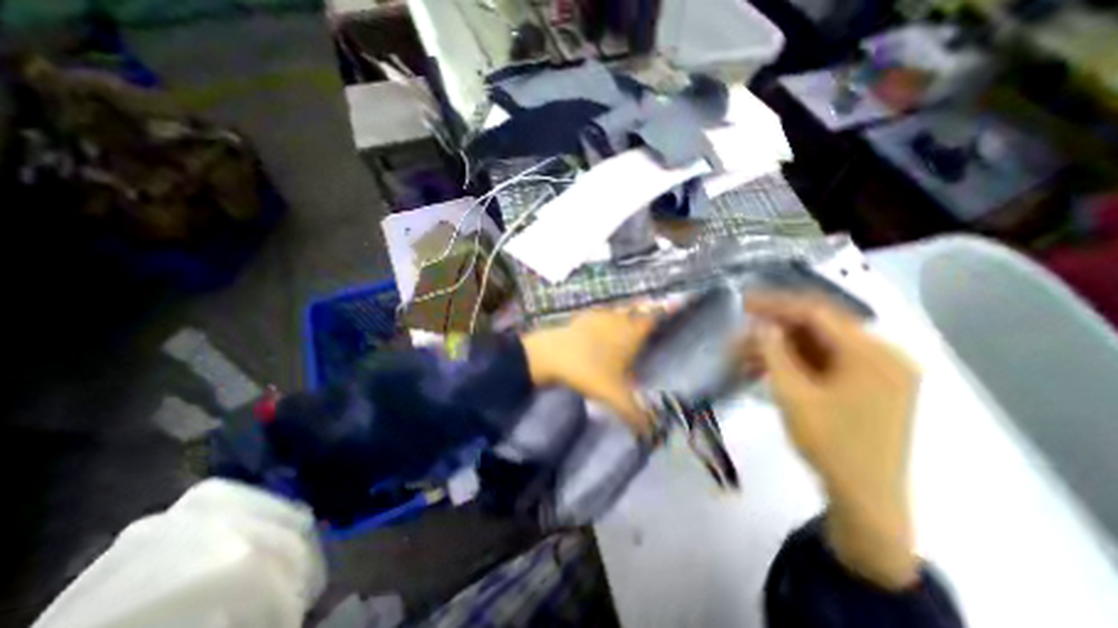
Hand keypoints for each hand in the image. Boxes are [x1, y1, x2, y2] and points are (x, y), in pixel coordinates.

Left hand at [523, 308, 655, 433]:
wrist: (549, 356)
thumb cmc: (587, 371)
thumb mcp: (614, 397)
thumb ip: (635, 415)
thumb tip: (652, 433)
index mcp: (631, 333)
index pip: (655, 317)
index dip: (668, 310)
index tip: (680, 302)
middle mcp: (618, 319)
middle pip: (639, 309)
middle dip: (651, 308)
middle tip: (661, 308)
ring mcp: (599, 316)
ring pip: (621, 308)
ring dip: (630, 310)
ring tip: (638, 313)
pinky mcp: (583, 318)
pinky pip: (602, 312)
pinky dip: (609, 314)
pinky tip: (606, 320)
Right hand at [746, 291, 920, 587]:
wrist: (865, 498)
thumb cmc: (830, 444)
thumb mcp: (793, 394)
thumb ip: (774, 352)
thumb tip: (759, 323)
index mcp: (873, 354)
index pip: (817, 313)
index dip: (776, 305)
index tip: (742, 302)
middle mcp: (881, 355)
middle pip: (817, 328)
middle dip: (773, 329)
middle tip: (739, 331)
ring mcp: (875, 371)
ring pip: (816, 346)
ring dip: (778, 348)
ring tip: (742, 355)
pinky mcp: (864, 386)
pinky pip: (823, 363)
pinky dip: (792, 363)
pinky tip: (763, 368)